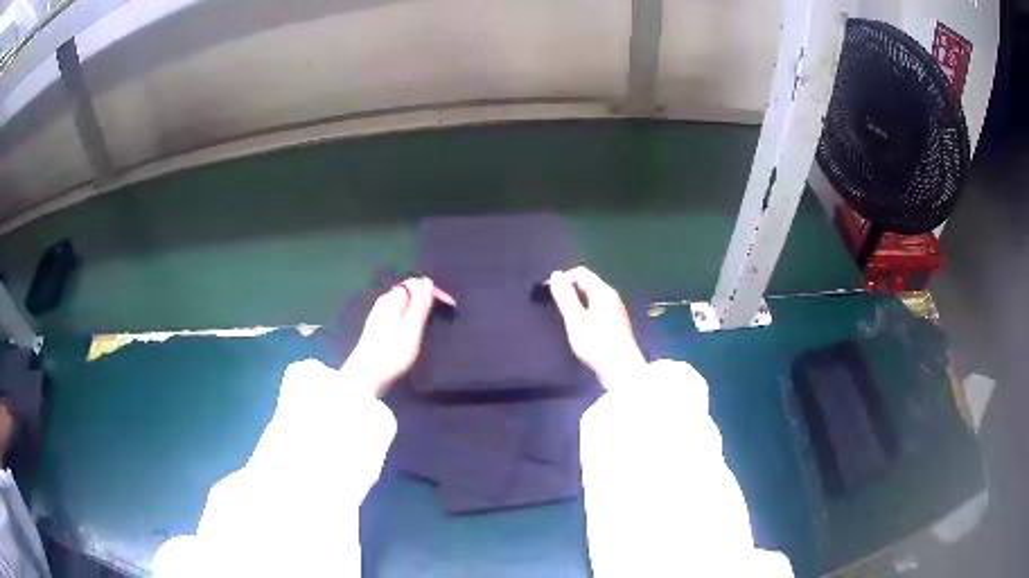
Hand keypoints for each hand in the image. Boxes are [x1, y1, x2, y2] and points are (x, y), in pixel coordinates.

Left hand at [342, 277, 454, 396]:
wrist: (366, 378)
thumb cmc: (391, 354)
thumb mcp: (411, 329)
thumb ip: (419, 305)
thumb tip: (426, 281)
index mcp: (392, 299)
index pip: (416, 284)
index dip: (435, 292)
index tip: (451, 307)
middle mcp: (384, 303)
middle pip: (409, 292)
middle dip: (428, 299)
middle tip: (444, 315)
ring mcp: (379, 316)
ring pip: (404, 304)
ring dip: (420, 309)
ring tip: (433, 323)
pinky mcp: (378, 330)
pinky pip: (399, 314)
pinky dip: (411, 318)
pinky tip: (415, 331)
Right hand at [549, 267, 645, 389]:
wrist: (620, 369)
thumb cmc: (596, 343)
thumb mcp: (575, 319)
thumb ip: (565, 296)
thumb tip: (556, 275)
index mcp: (603, 291)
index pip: (581, 272)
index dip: (564, 279)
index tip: (551, 294)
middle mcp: (612, 296)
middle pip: (588, 283)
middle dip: (570, 291)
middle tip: (557, 308)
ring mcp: (616, 309)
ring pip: (593, 297)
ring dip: (578, 303)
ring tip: (567, 319)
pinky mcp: (617, 323)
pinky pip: (598, 308)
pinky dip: (586, 312)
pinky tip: (582, 328)